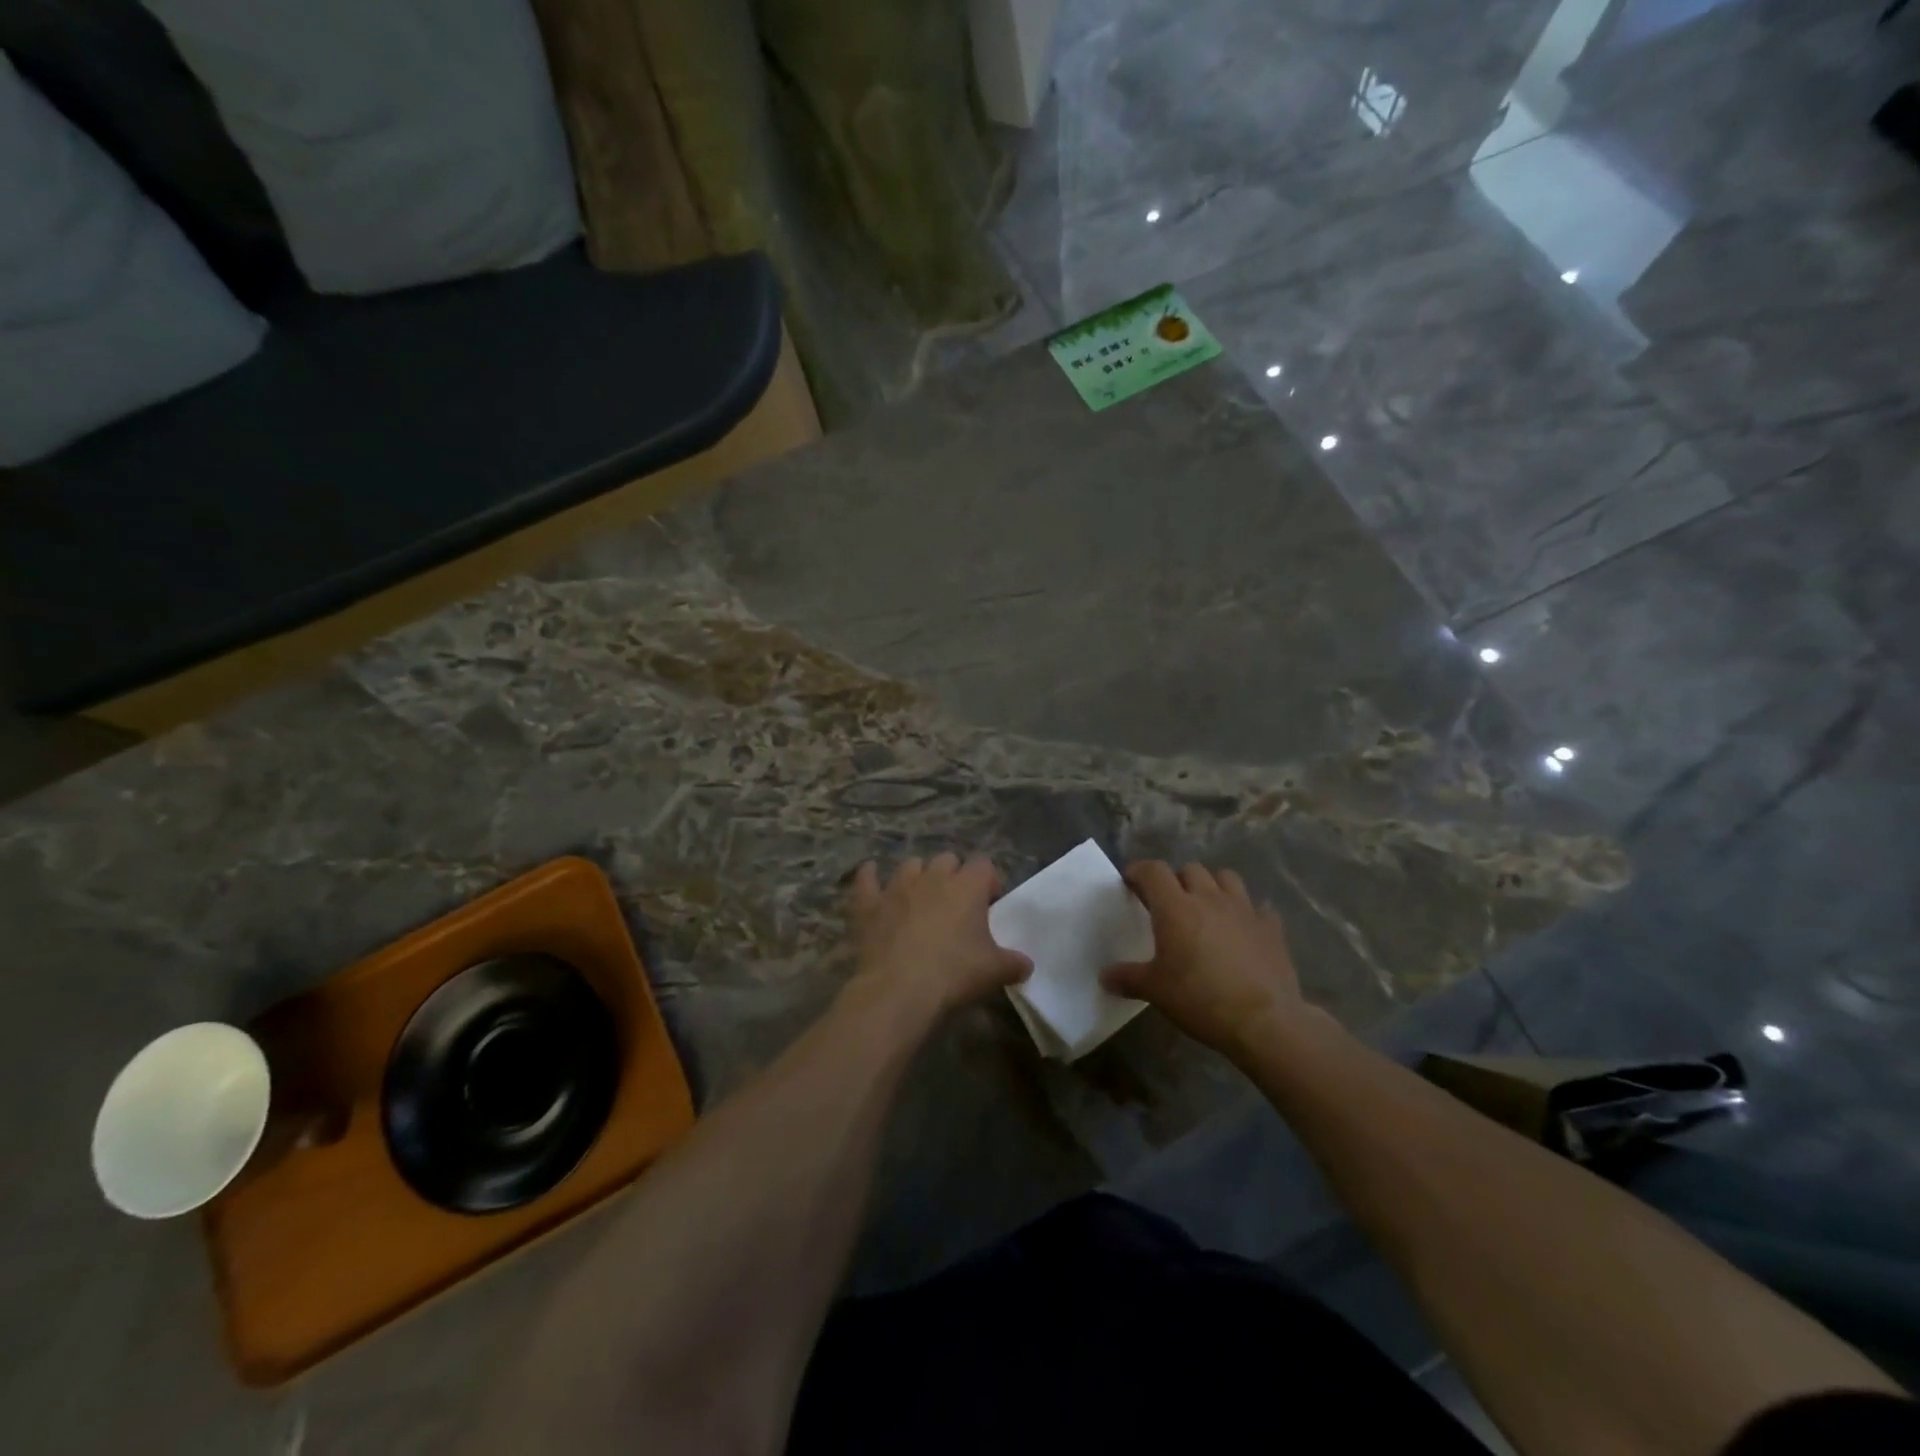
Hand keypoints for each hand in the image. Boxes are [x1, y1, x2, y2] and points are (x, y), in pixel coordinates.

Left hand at [846, 854, 1031, 1019]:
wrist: (899, 989)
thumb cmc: (954, 974)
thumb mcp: (994, 972)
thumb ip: (1014, 963)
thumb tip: (1025, 965)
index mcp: (967, 886)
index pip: (984, 865)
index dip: (988, 881)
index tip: (990, 903)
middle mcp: (933, 877)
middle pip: (947, 859)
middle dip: (953, 875)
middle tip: (956, 904)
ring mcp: (897, 886)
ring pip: (911, 865)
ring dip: (918, 876)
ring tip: (920, 898)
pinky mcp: (870, 903)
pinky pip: (866, 879)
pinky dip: (869, 876)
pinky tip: (870, 875)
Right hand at [1102, 861, 1327, 1058]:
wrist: (1263, 1021)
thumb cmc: (1200, 999)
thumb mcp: (1155, 991)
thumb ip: (1128, 978)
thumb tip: (1104, 977)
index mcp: (1176, 907)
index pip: (1153, 871)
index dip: (1139, 871)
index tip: (1131, 882)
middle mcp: (1209, 898)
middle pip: (1190, 869)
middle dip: (1176, 880)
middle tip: (1169, 903)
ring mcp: (1244, 910)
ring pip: (1226, 878)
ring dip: (1213, 886)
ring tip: (1206, 908)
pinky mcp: (1271, 928)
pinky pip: (1259, 909)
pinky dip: (1248, 914)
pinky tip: (1243, 931)